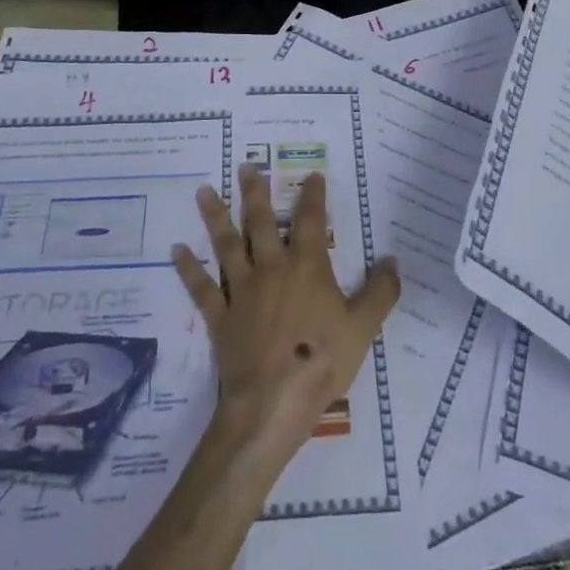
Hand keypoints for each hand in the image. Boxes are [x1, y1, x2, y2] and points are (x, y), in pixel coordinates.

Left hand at [172, 163, 399, 458]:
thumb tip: (392, 260)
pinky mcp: (220, 316)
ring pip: (226, 245)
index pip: (311, 221)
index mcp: (307, 267)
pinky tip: (177, 250)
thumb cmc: (321, 362)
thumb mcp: (364, 327)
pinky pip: (202, 287)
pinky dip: (189, 268)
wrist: (272, 403)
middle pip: (260, 222)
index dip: (312, 195)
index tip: (312, 174)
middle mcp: (271, 268)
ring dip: (215, 216)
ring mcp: (242, 290)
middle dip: (254, 192)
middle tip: (246, 166)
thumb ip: (380, 292)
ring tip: (203, 190)